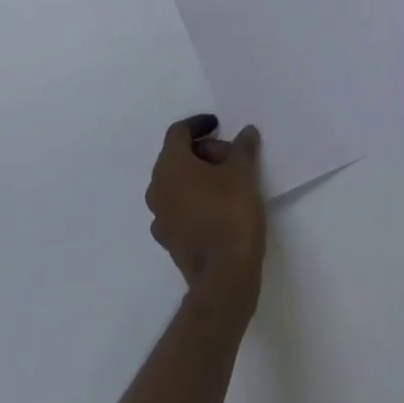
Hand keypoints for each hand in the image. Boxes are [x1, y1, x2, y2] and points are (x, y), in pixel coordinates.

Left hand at [146, 115, 265, 309]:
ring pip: (178, 183)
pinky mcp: (170, 240)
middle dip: (204, 151)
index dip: (199, 124)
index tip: (219, 125)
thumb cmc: (230, 214)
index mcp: (170, 166)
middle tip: (232, 157)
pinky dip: (196, 199)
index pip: (178, 132)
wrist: (224, 278)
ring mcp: (161, 217)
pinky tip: (219, 207)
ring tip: (230, 182)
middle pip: (177, 157)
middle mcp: (157, 188)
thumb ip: (243, 147)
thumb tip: (246, 132)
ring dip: (200, 176)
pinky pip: (180, 207)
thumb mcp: (243, 173)